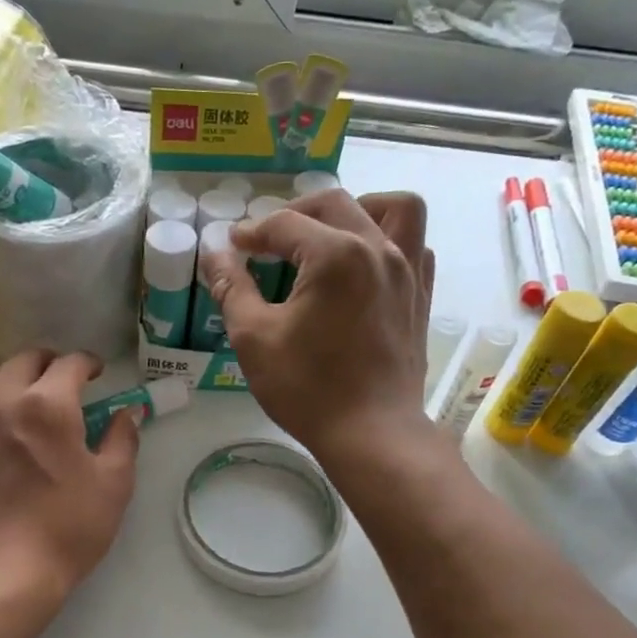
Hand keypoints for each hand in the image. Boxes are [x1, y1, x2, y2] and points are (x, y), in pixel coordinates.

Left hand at [0, 351, 139, 603]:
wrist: (3, 573)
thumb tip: (129, 413)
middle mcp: (1, 402)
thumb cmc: (68, 528)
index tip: (97, 373)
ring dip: (13, 379)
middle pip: (23, 360)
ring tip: (26, 399)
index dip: (88, 363)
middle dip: (48, 362)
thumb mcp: (113, 484)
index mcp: (47, 405)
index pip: (69, 363)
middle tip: (63, 381)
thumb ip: (123, 439)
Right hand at [200, 190, 434, 465]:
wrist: (371, 433)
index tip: (232, 246)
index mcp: (336, 254)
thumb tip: (215, 255)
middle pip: (334, 204)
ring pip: (394, 209)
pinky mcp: (420, 297)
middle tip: (268, 240)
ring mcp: (408, 271)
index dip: (251, 232)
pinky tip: (365, 265)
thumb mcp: (254, 339)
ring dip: (358, 209)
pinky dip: (390, 241)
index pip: (284, 224)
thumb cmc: (308, 388)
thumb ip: (233, 289)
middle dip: (294, 213)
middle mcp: (378, 249)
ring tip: (331, 233)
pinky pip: (415, 246)